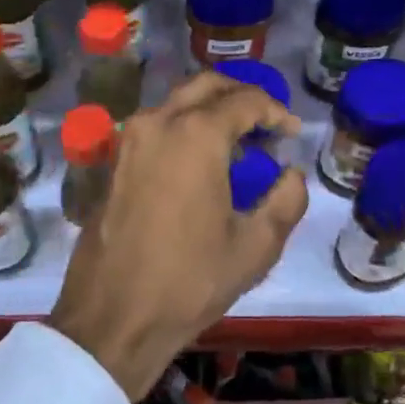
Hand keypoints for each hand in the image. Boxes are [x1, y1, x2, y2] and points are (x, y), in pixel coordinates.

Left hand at [49, 73, 307, 400]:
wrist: (112, 318)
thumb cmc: (189, 280)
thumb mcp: (255, 247)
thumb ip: (286, 200)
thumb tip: (292, 174)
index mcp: (196, 134)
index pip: (245, 100)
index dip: (275, 112)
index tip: (292, 133)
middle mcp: (159, 121)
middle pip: (207, 84)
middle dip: (241, 95)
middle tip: (265, 123)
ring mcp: (131, 138)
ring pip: (178, 101)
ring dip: (211, 109)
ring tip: (237, 143)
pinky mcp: (115, 159)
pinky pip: (158, 124)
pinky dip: (185, 126)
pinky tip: (201, 161)